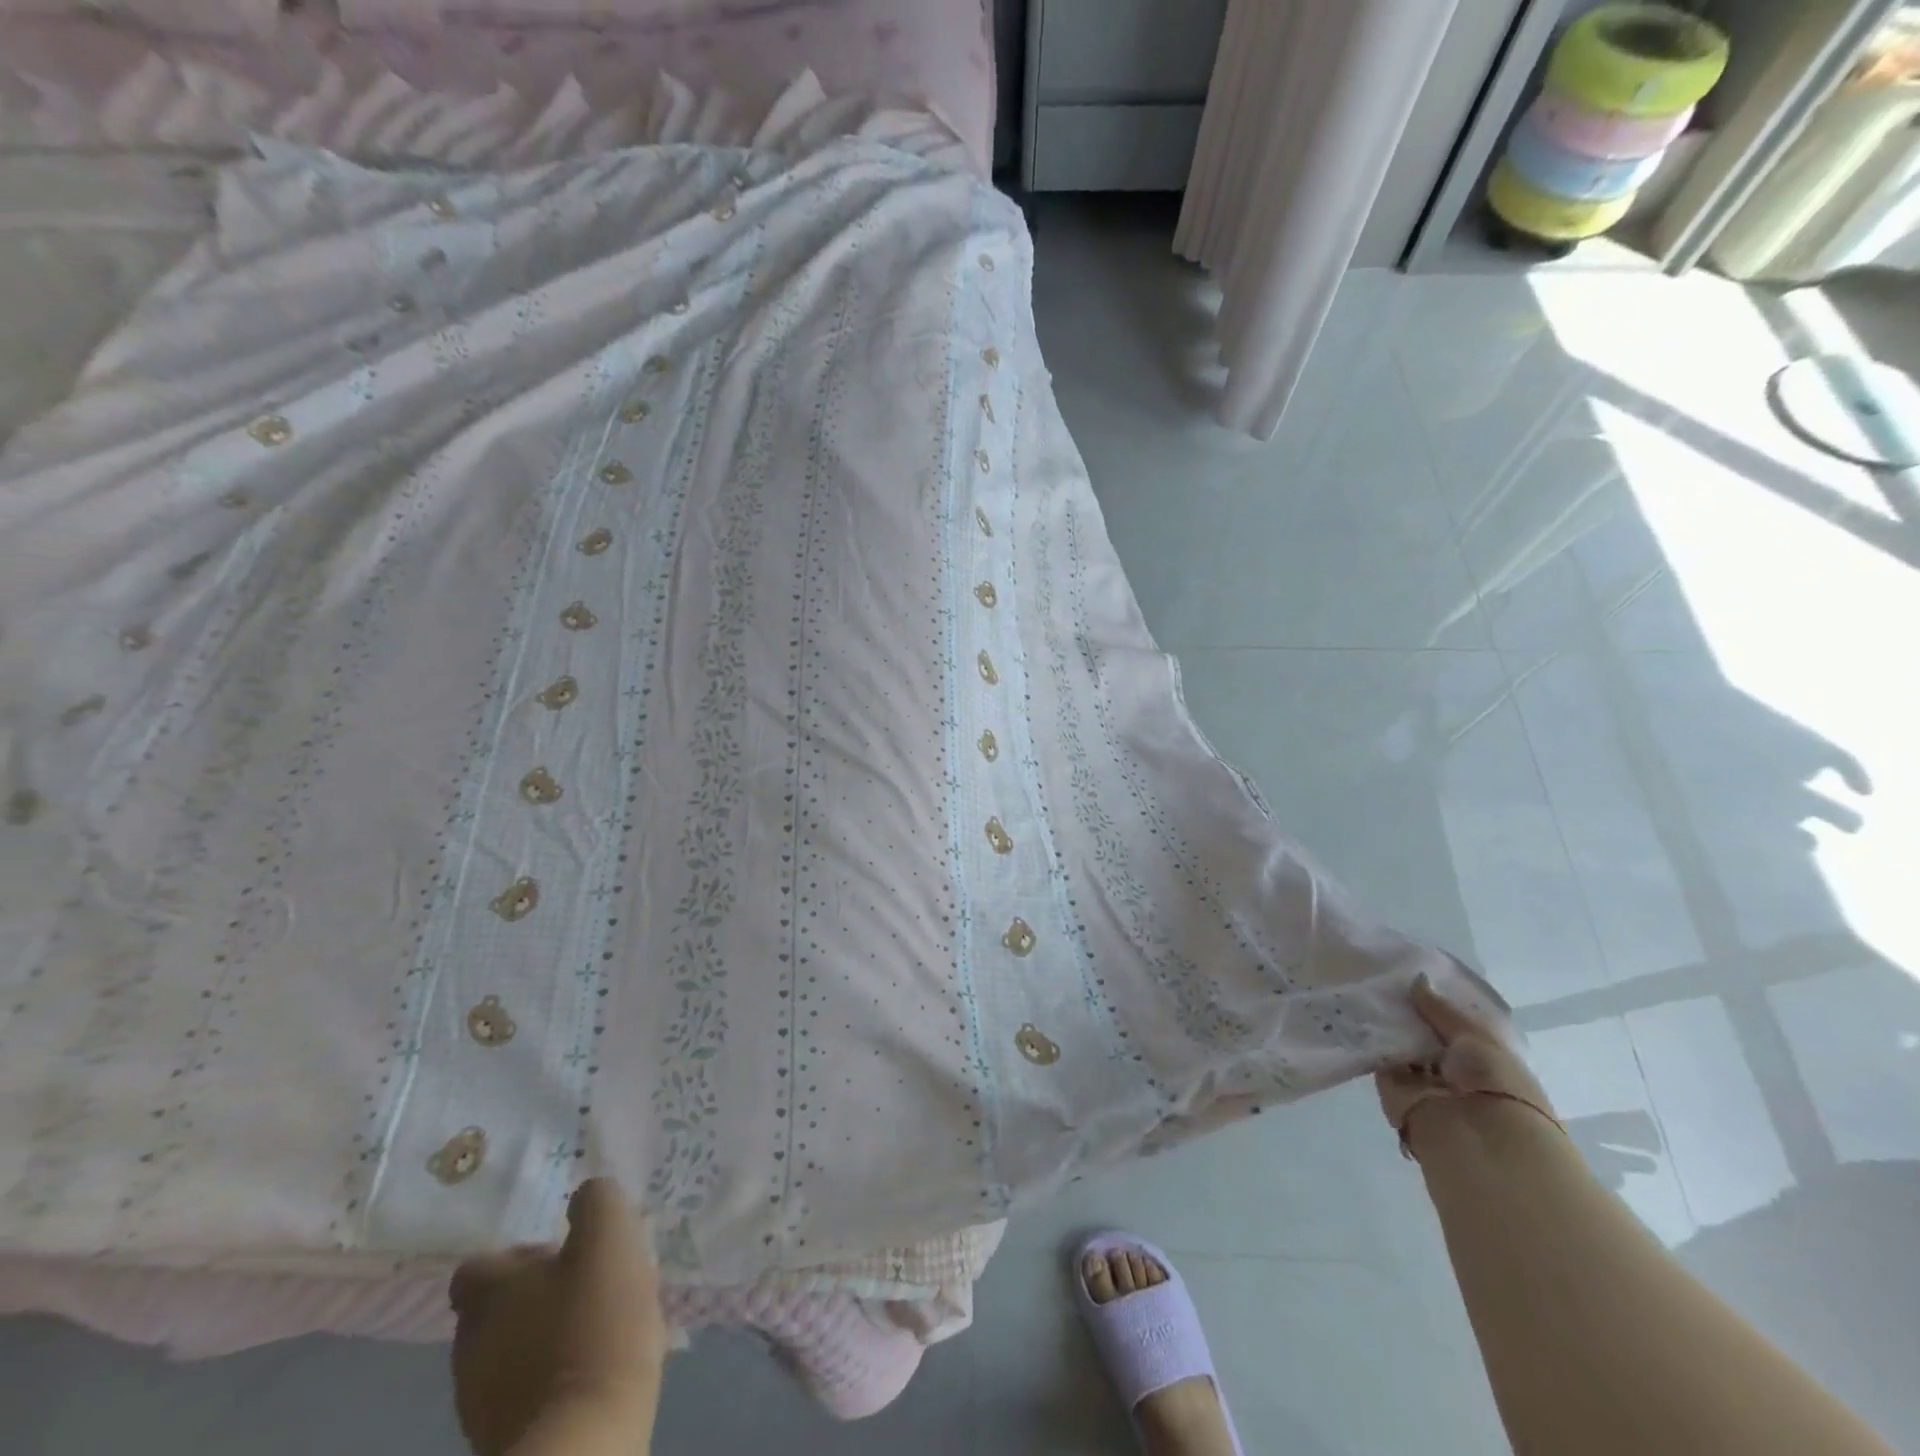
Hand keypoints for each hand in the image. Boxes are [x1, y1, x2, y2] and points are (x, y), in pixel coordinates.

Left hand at [449, 1179, 668, 1455]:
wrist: (584, 1444)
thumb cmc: (594, 1325)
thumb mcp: (609, 1237)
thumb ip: (596, 1202)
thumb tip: (586, 1196)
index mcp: (488, 1295)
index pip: (478, 1265)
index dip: (517, 1255)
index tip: (563, 1254)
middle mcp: (471, 1346)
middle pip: (500, 1308)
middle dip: (544, 1294)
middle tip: (594, 1287)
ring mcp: (481, 1403)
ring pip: (516, 1350)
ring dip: (553, 1335)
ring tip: (606, 1330)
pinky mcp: (505, 1442)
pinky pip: (531, 1392)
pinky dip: (559, 1377)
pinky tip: (601, 1371)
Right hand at [1375, 974, 1555, 1144]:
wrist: (1474, 1137)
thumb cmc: (1493, 1082)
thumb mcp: (1476, 1035)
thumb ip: (1441, 1009)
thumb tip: (1417, 978)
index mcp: (1485, 1056)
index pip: (1457, 1022)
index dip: (1437, 1000)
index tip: (1413, 971)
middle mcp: (1455, 1067)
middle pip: (1425, 1031)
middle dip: (1408, 1008)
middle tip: (1381, 973)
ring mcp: (1423, 1078)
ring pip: (1401, 1042)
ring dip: (1387, 1021)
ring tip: (1363, 983)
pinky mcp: (1393, 1087)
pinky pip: (1380, 1056)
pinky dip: (1370, 1037)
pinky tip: (1356, 1008)